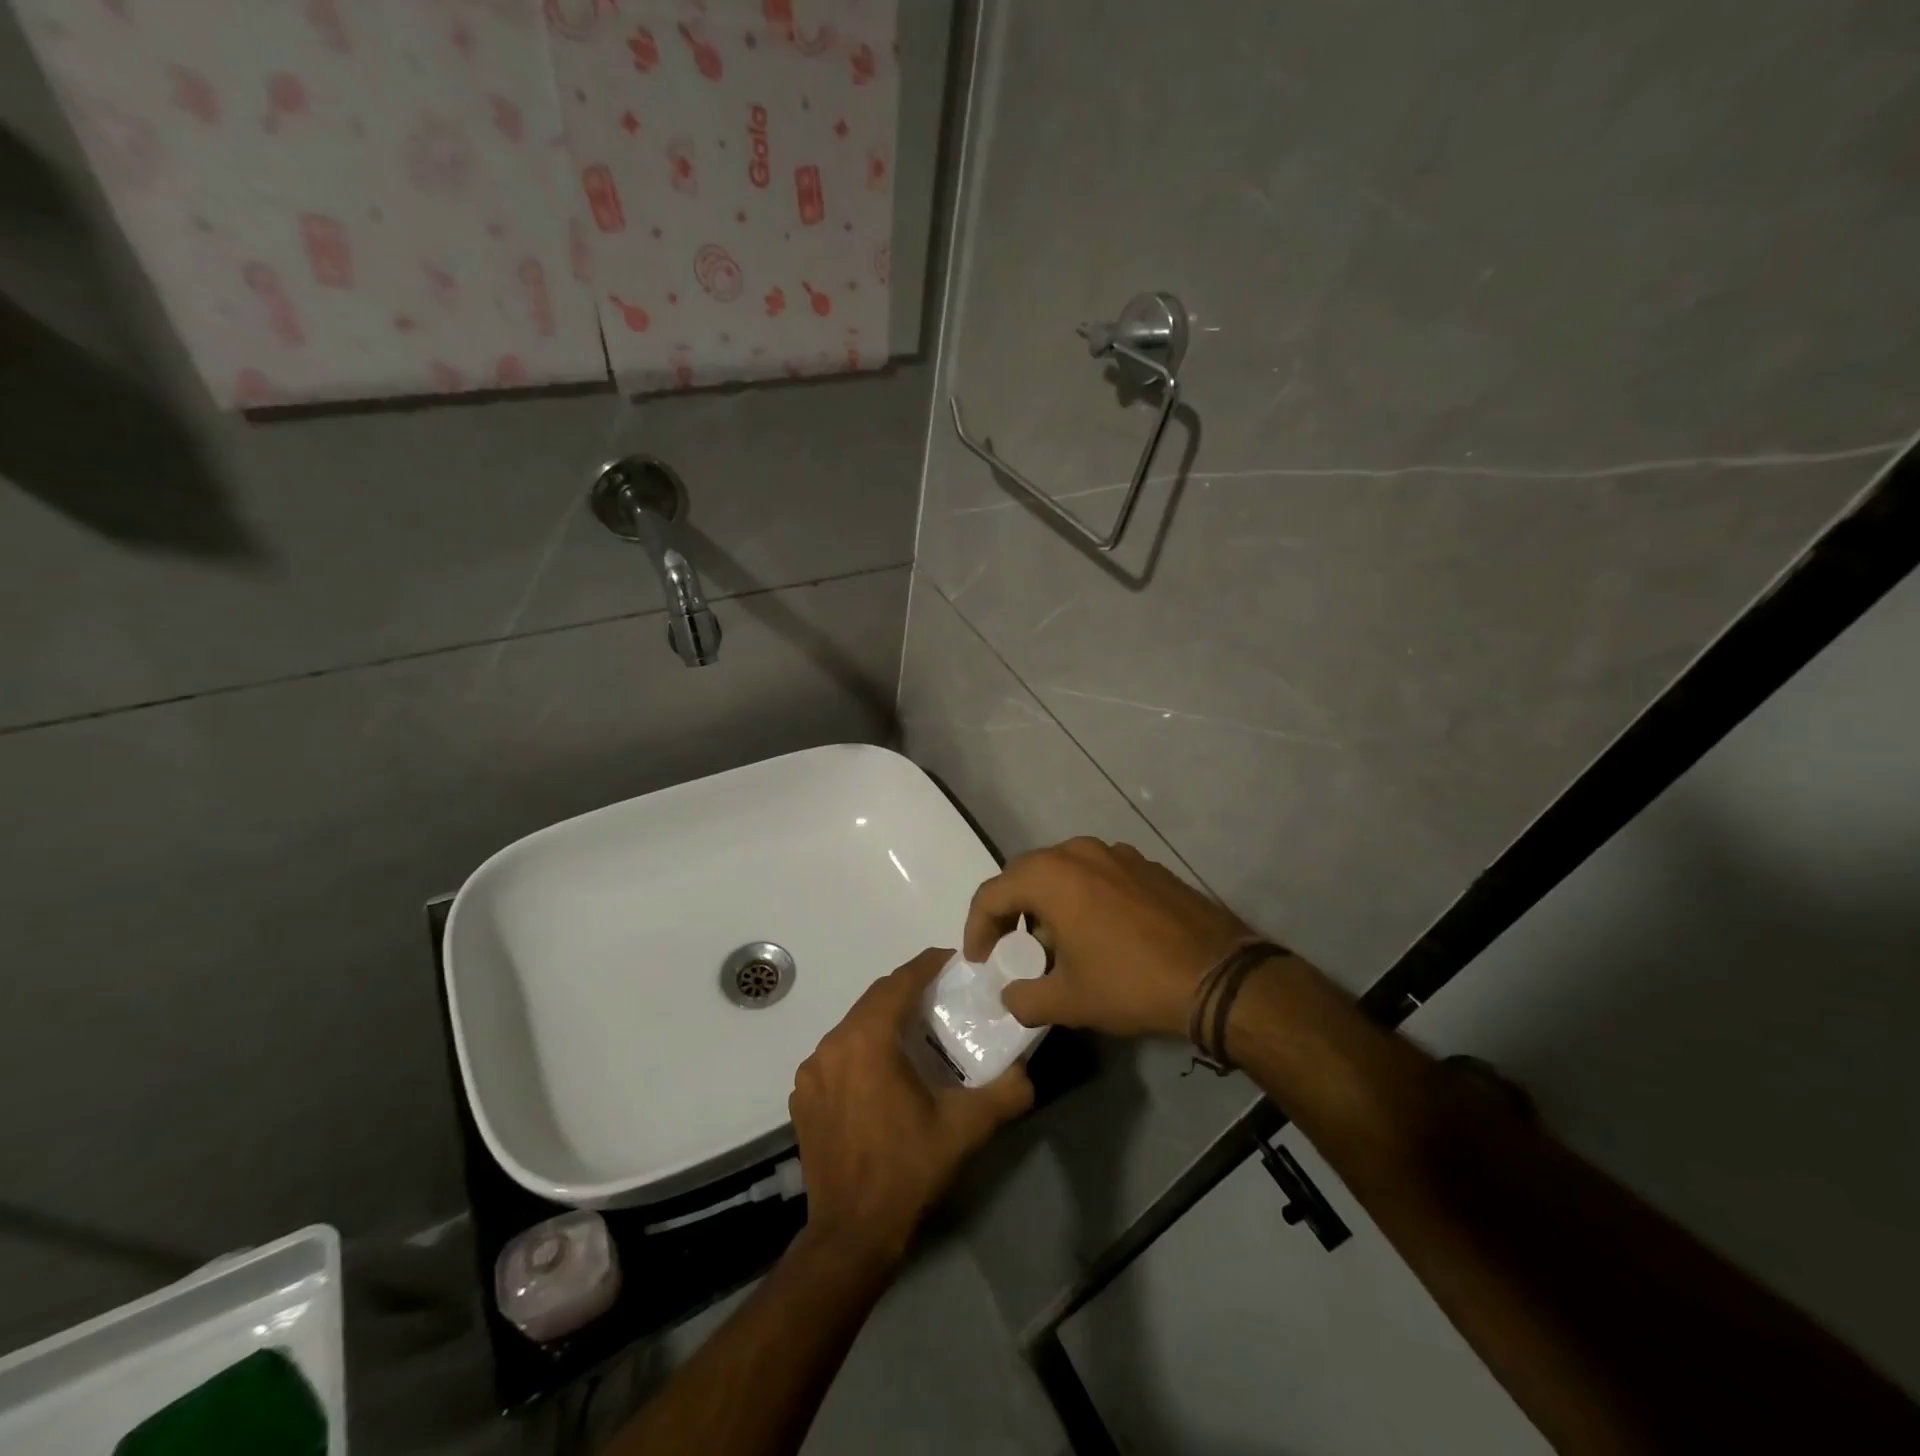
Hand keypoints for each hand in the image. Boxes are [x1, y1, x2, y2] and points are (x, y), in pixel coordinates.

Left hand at [789, 949, 1033, 1266]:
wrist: (852, 1235)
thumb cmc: (909, 1170)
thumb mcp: (966, 1128)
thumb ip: (1005, 1092)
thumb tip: (1027, 1071)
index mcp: (867, 1040)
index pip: (899, 982)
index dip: (927, 965)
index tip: (953, 961)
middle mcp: (832, 1044)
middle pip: (874, 999)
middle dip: (908, 990)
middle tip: (941, 996)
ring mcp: (811, 1072)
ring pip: (854, 1026)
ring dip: (884, 1020)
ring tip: (916, 1033)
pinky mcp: (803, 1097)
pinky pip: (836, 1055)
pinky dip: (861, 1049)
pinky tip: (883, 1073)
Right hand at [965, 838, 1252, 1037]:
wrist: (1217, 975)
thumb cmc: (1130, 982)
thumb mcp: (1068, 1001)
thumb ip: (1024, 998)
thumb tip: (1010, 996)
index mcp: (1050, 875)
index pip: (991, 894)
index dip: (976, 929)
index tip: (979, 962)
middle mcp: (1077, 851)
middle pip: (1024, 876)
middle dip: (1010, 912)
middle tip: (1010, 950)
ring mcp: (1115, 853)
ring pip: (1062, 872)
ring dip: (1046, 903)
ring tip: (1054, 944)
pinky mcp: (1144, 864)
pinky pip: (1096, 874)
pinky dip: (1081, 897)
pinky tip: (1097, 933)